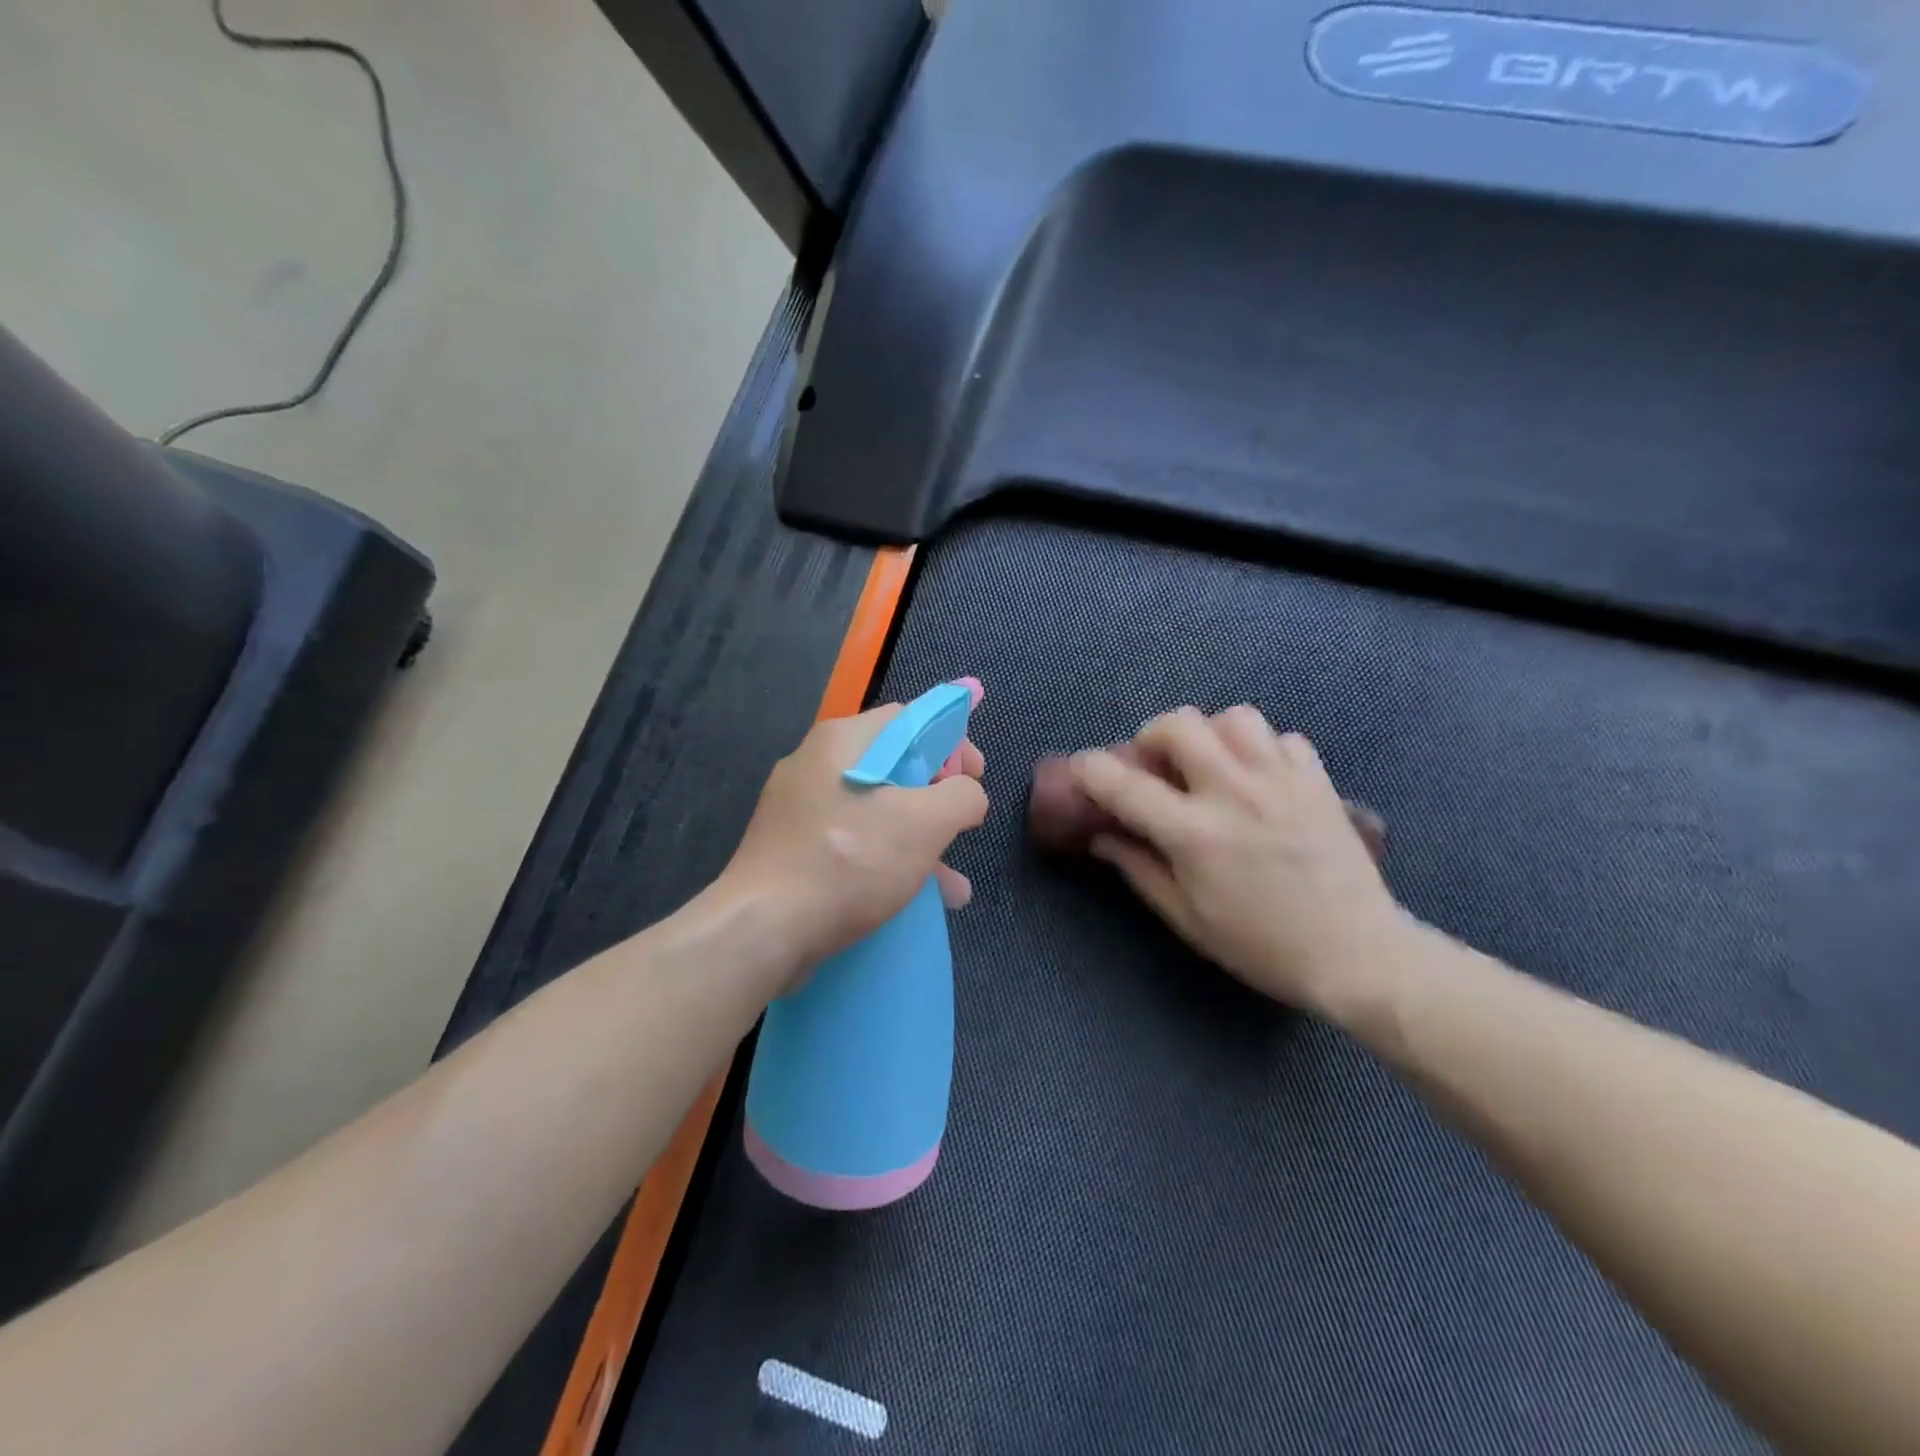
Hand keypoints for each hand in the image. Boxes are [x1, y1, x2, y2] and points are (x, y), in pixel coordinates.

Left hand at [724, 701, 988, 969]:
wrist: (762, 930)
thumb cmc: (848, 862)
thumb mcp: (925, 823)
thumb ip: (962, 796)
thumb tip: (968, 794)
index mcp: (844, 740)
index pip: (910, 718)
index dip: (952, 741)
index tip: (975, 777)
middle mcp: (816, 763)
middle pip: (895, 764)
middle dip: (938, 797)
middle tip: (962, 825)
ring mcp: (799, 807)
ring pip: (876, 810)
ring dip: (919, 839)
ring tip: (953, 883)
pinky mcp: (792, 847)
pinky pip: (852, 841)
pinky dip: (887, 860)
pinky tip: (917, 899)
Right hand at [1074, 706, 1405, 1018]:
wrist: (1358, 955)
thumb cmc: (1262, 946)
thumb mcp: (1187, 919)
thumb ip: (1139, 869)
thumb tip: (1102, 837)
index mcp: (1194, 833)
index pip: (1123, 784)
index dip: (1090, 769)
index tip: (1082, 769)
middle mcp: (1234, 792)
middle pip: (1179, 724)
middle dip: (1153, 735)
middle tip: (1155, 763)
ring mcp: (1281, 780)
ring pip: (1234, 718)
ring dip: (1210, 734)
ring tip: (1211, 763)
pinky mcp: (1318, 780)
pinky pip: (1283, 738)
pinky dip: (1262, 749)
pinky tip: (1260, 777)